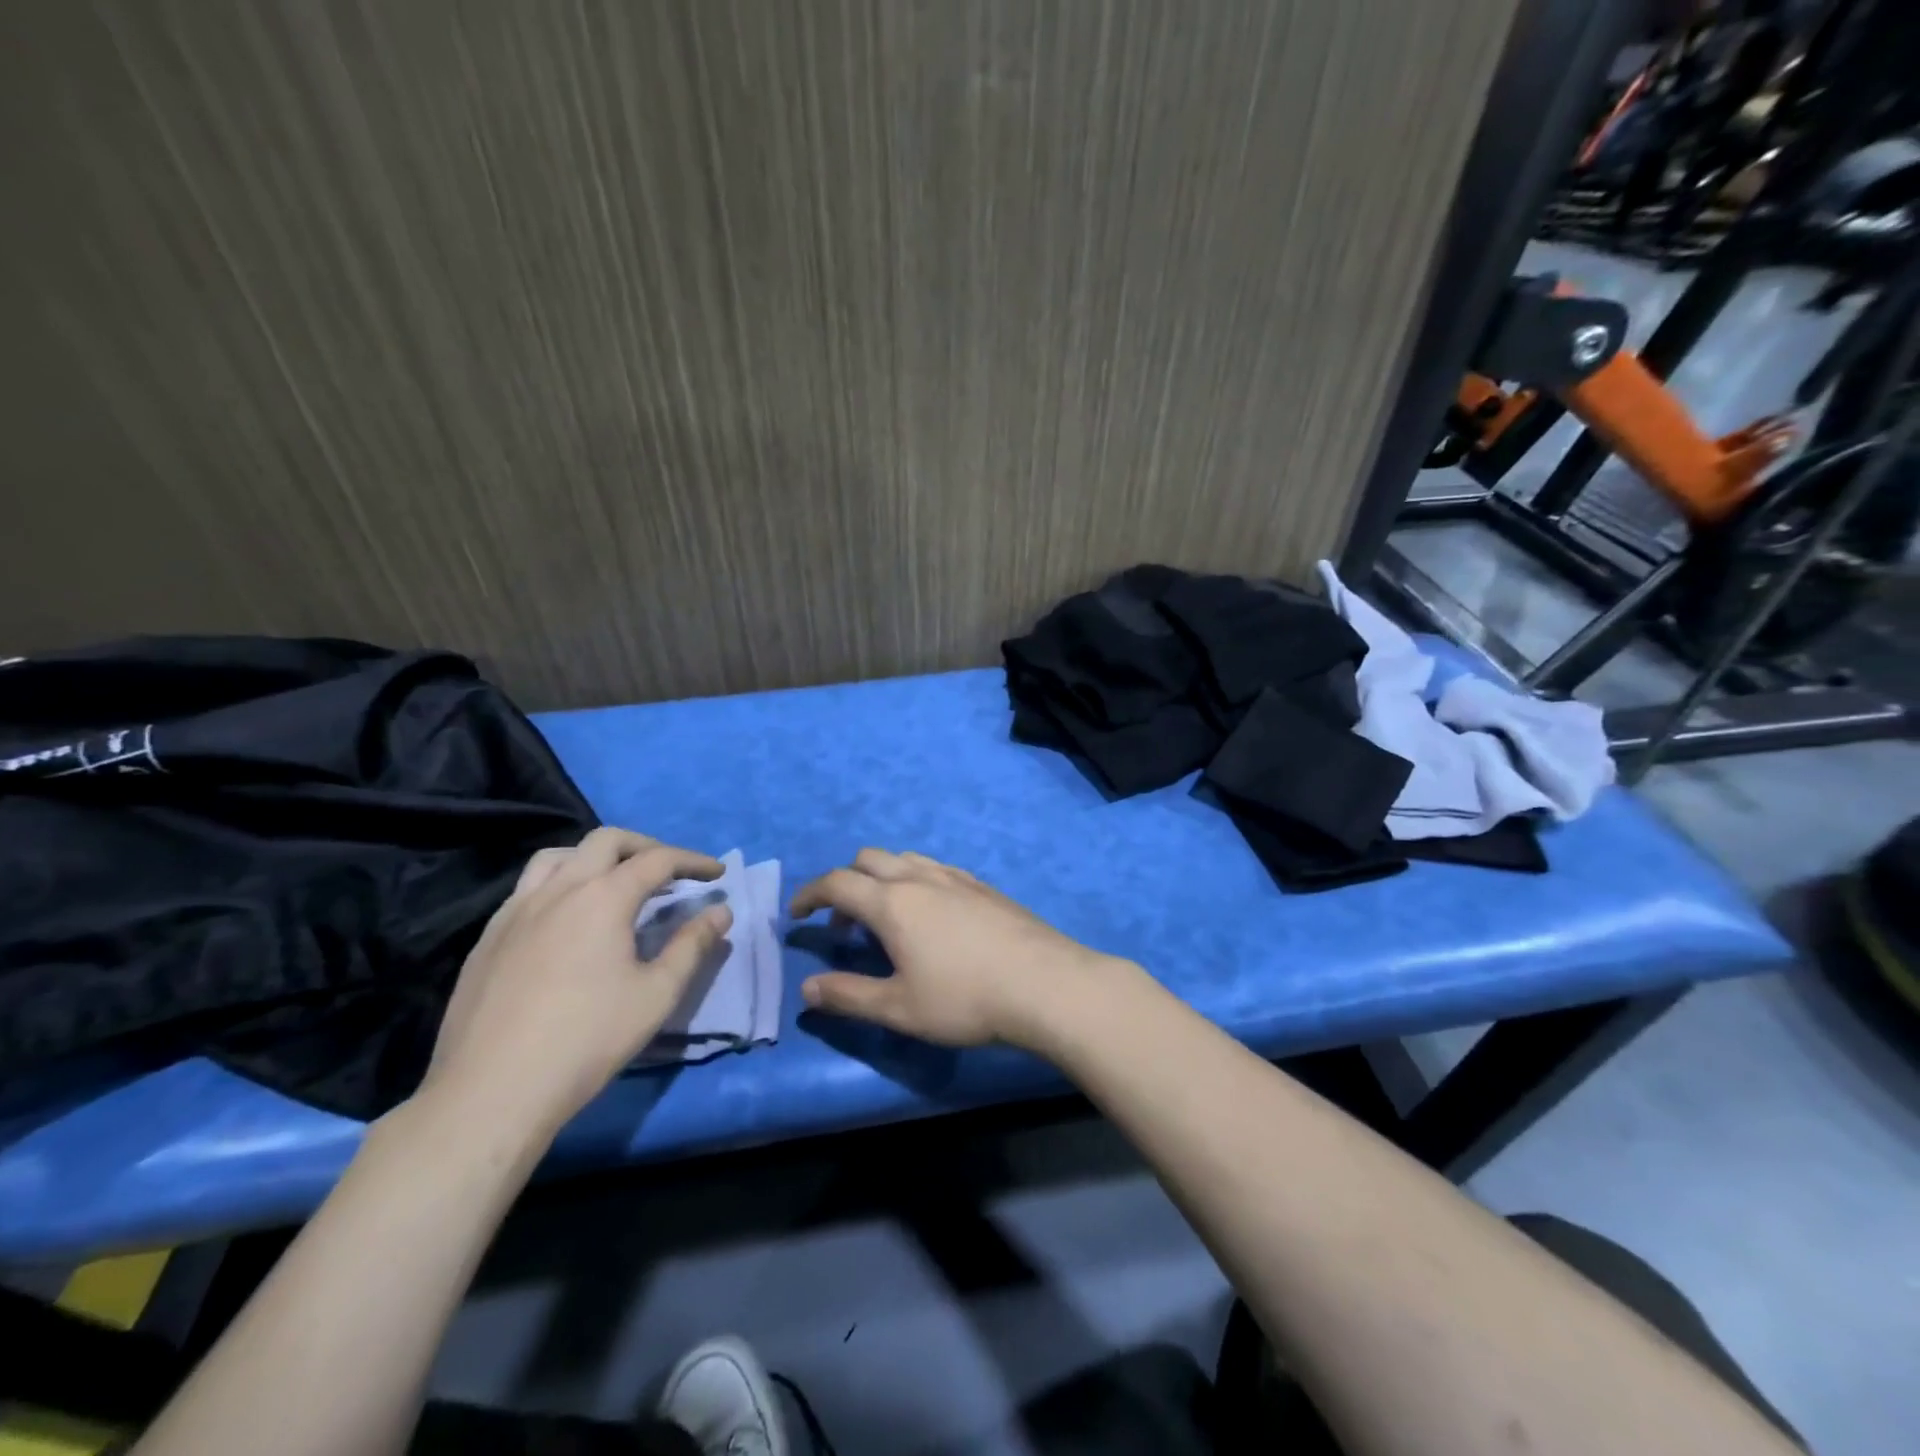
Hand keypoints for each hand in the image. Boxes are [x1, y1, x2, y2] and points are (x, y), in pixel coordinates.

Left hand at [421, 828, 729, 1138]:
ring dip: (596, 857)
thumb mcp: (657, 994)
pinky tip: (567, 919)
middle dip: (645, 846)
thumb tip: (720, 911)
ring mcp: (516, 910)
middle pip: (606, 841)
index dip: (692, 861)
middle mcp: (558, 889)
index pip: (657, 860)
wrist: (492, 1091)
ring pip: (558, 856)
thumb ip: (693, 946)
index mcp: (603, 897)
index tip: (716, 873)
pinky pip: (528, 888)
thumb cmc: (587, 1040)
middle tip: (670, 871)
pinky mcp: (489, 936)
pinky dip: (560, 883)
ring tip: (615, 882)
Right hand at [789, 849, 1118, 1048]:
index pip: (837, 883)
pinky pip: (936, 869)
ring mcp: (956, 877)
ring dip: (882, 878)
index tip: (796, 915)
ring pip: (905, 859)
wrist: (1045, 983)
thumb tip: (806, 989)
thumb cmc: (965, 999)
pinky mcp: (983, 886)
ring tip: (887, 918)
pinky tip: (932, 916)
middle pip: (869, 859)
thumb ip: (849, 996)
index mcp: (893, 902)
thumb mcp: (899, 1008)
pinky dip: (915, 881)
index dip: (809, 895)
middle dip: (845, 882)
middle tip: (844, 924)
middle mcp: (920, 878)